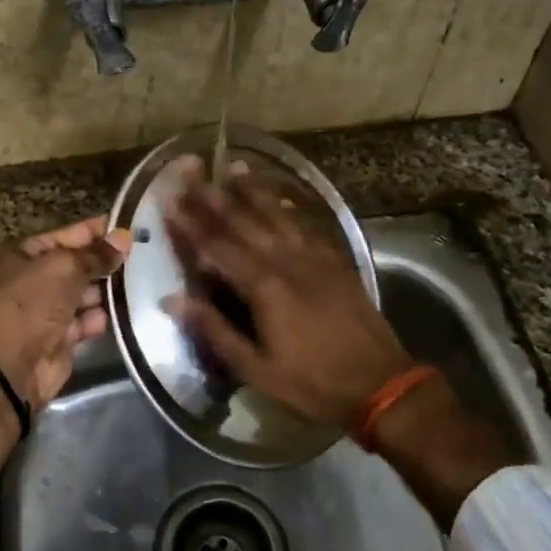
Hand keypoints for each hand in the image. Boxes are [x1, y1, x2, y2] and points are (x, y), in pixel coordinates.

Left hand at [0, 216, 132, 410]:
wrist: (10, 365)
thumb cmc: (30, 303)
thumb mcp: (64, 267)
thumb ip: (96, 255)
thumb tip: (123, 237)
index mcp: (22, 255)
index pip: (65, 235)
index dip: (95, 231)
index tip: (129, 226)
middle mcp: (32, 280)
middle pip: (76, 265)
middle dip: (105, 262)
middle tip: (144, 255)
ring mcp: (46, 311)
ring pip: (84, 294)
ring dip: (108, 289)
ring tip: (144, 280)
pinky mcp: (60, 339)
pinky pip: (87, 321)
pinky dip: (103, 317)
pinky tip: (129, 309)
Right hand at [163, 170, 411, 435]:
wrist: (380, 383)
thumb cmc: (312, 382)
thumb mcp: (256, 368)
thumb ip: (214, 329)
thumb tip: (172, 299)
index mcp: (264, 286)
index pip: (217, 246)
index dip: (190, 222)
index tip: (170, 199)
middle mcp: (287, 260)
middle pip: (244, 221)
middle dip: (214, 197)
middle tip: (192, 173)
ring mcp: (315, 257)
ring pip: (277, 215)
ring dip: (253, 190)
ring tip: (233, 167)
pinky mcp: (335, 261)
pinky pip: (306, 225)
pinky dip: (287, 208)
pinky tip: (279, 199)